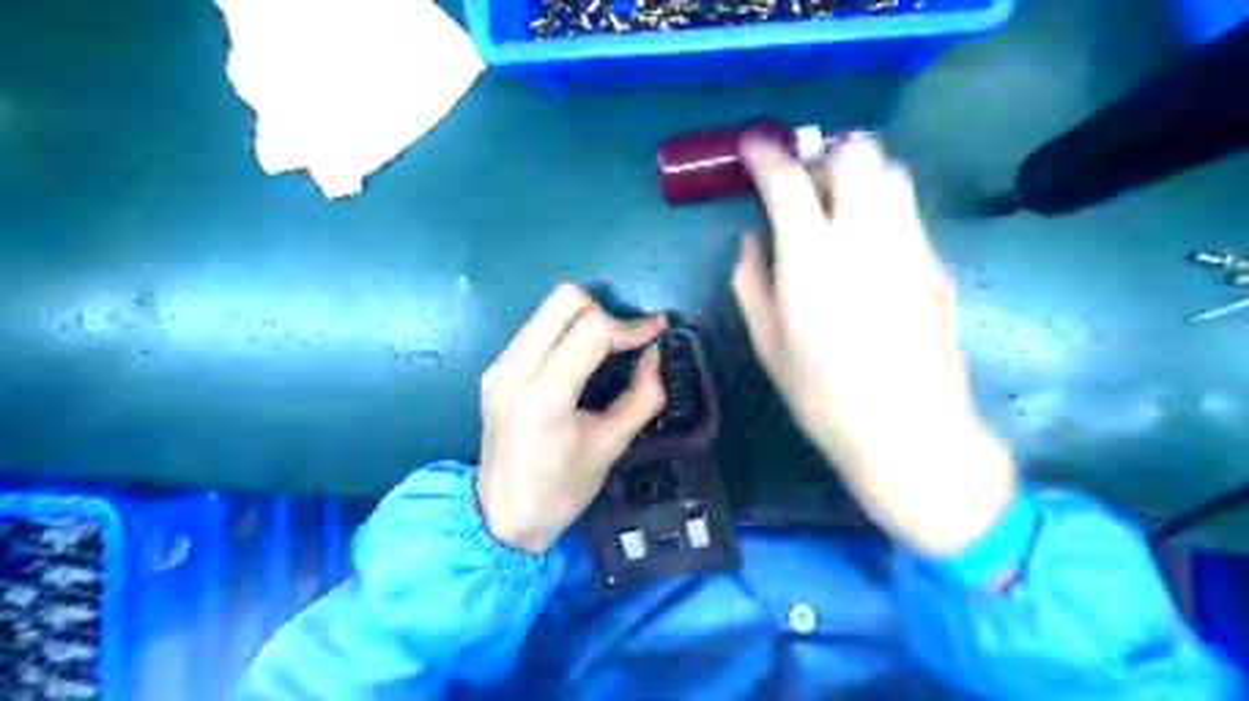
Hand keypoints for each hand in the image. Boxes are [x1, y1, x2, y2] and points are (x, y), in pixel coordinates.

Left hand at [478, 284, 667, 552]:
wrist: (502, 515)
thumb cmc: (562, 489)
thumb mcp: (612, 446)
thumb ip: (643, 397)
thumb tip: (655, 354)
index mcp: (545, 394)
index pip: (592, 329)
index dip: (631, 325)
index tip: (657, 331)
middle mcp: (516, 368)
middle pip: (565, 299)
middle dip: (604, 312)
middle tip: (625, 341)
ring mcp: (500, 365)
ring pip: (547, 308)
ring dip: (583, 318)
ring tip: (606, 347)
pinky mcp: (494, 368)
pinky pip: (534, 328)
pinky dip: (563, 331)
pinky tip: (577, 360)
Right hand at [733, 134, 1011, 555]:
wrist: (906, 429)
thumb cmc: (821, 393)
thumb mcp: (767, 342)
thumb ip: (751, 282)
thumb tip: (752, 242)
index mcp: (812, 257)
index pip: (788, 180)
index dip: (765, 155)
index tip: (752, 148)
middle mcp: (865, 236)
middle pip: (856, 154)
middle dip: (824, 155)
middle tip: (805, 184)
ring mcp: (909, 246)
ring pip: (893, 174)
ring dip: (861, 175)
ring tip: (840, 208)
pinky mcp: (936, 265)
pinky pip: (909, 214)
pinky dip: (884, 210)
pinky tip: (870, 249)